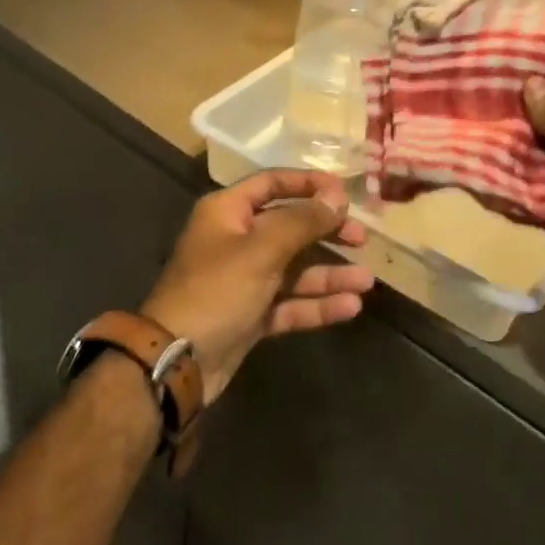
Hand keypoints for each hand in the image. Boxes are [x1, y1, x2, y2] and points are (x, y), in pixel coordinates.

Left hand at [141, 170, 374, 402]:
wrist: (177, 361)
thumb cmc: (217, 290)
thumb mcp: (261, 249)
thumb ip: (302, 221)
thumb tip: (336, 196)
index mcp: (227, 212)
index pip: (271, 184)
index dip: (307, 184)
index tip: (343, 191)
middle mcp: (235, 241)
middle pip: (288, 227)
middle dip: (325, 232)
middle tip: (362, 238)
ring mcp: (243, 280)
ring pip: (293, 270)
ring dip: (328, 274)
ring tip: (367, 281)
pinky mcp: (251, 316)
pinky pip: (289, 303)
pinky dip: (316, 305)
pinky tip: (350, 308)